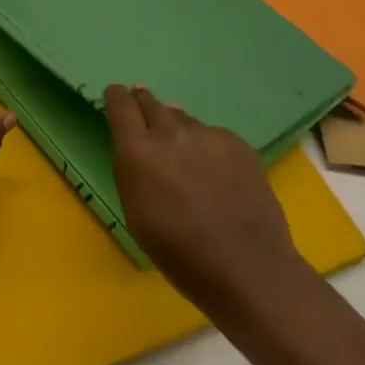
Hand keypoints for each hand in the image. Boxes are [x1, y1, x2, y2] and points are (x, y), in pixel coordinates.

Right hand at [105, 84, 303, 310]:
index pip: (120, 104)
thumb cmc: (180, 252)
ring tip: (183, 149)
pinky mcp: (238, 144)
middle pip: (151, 103)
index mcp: (138, 151)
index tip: (116, 96)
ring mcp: (207, 135)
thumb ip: (131, 170)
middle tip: (144, 108)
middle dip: (144, 104)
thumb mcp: (135, 213)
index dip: (116, 97)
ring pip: (183, 119)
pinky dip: (208, 146)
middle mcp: (170, 133)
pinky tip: (216, 170)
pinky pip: (213, 135)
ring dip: (177, 129)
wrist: (248, 268)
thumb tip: (138, 145)